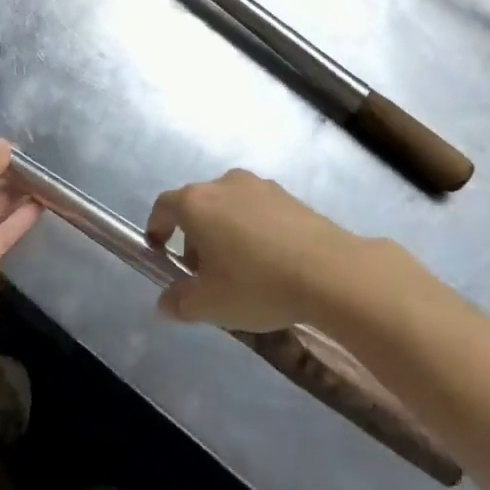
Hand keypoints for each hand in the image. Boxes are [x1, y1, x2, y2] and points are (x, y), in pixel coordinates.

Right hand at [146, 170, 356, 332]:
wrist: (332, 272)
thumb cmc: (258, 284)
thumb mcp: (210, 305)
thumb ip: (180, 302)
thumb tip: (165, 303)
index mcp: (196, 203)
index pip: (164, 206)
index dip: (157, 228)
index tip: (160, 252)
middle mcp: (223, 184)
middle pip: (197, 206)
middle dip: (194, 237)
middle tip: (203, 274)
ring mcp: (259, 186)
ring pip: (228, 207)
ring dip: (224, 232)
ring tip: (240, 270)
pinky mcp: (289, 196)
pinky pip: (258, 210)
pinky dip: (253, 230)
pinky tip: (270, 262)